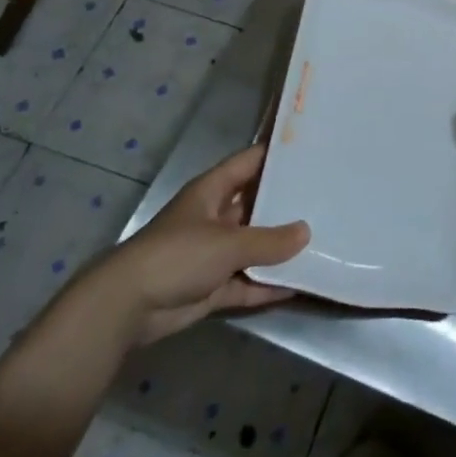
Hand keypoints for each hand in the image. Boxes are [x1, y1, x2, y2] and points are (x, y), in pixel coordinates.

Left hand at [67, 145, 308, 348]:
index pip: (249, 162)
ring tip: (323, 240)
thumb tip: (306, 232)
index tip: (311, 149)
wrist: (127, 307)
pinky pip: (248, 281)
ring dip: (280, 248)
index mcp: (212, 191)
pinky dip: (268, 285)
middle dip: (286, 204)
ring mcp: (213, 253)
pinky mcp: (212, 286)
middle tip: (328, 197)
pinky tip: (301, 284)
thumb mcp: (228, 243)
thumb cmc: (178, 256)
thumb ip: (269, 240)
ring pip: (254, 246)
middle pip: (256, 204)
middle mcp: (214, 217)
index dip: (276, 154)